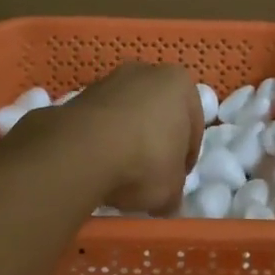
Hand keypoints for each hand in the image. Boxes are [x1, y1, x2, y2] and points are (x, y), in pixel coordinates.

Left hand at [13, 62, 201, 213]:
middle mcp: (146, 72)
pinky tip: (98, 165)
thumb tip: (167, 203)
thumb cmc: (145, 160)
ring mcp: (110, 80)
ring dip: (127, 140)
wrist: (83, 149)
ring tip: (120, 174)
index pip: (193, 126)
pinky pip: (101, 122)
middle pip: (159, 114)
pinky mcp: (81, 94)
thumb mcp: (171, 189)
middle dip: (156, 142)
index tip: (176, 182)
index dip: (186, 159)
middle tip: (151, 177)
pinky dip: (102, 140)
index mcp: (179, 84)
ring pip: (128, 116)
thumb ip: (174, 192)